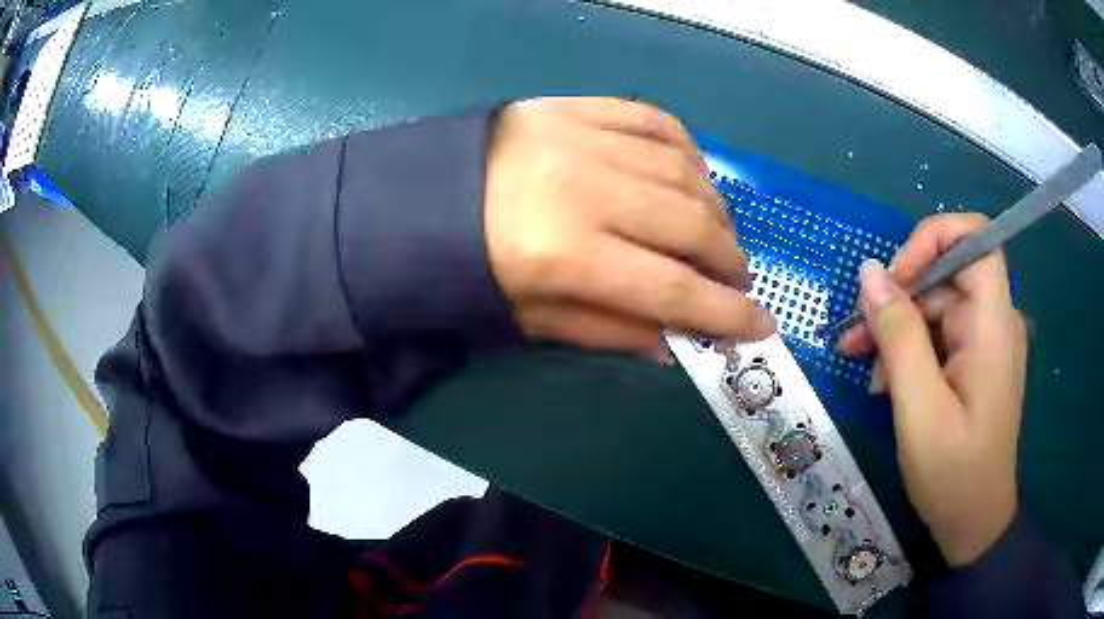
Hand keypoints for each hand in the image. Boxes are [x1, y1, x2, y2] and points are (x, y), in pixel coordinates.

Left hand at [484, 97, 774, 356]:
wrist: (418, 196)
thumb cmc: (467, 266)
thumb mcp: (530, 316)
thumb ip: (606, 330)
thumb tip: (672, 343)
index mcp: (565, 253)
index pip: (670, 288)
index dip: (725, 312)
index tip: (761, 325)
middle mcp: (585, 189)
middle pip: (690, 225)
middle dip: (729, 260)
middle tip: (735, 279)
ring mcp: (584, 137)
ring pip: (685, 171)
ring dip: (716, 209)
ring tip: (715, 235)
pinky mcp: (577, 105)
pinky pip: (657, 121)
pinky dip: (687, 151)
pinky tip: (691, 176)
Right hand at [837, 214, 1025, 566]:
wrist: (973, 522)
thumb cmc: (953, 474)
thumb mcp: (920, 409)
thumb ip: (899, 337)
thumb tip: (870, 272)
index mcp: (993, 325)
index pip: (975, 238)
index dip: (932, 239)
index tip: (894, 278)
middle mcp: (994, 322)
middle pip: (946, 276)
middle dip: (898, 298)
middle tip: (855, 339)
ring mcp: (984, 342)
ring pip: (936, 307)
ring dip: (896, 330)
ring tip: (864, 369)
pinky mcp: (973, 362)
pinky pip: (938, 336)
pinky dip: (908, 351)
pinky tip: (886, 383)